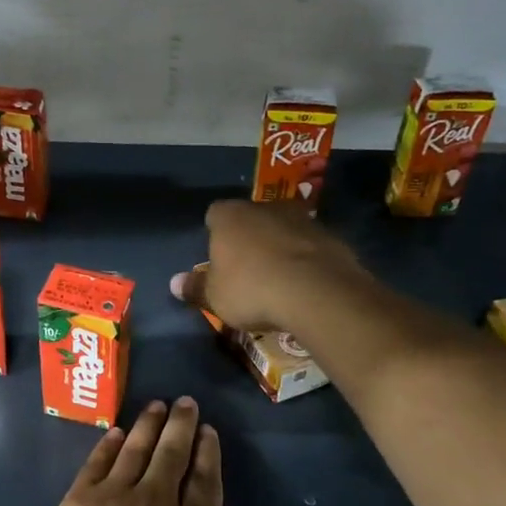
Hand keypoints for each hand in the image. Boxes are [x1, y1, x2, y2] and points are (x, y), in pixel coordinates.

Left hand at [29, 398, 264, 505]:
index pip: (205, 479)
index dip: (208, 452)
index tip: (208, 431)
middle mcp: (157, 501)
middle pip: (172, 453)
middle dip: (181, 424)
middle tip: (185, 402)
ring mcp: (115, 496)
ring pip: (136, 448)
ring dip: (148, 424)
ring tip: (157, 405)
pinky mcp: (80, 499)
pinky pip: (99, 461)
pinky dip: (110, 443)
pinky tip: (116, 432)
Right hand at [170, 198, 366, 334]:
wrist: (317, 293)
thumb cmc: (252, 289)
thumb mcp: (215, 297)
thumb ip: (195, 288)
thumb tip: (174, 283)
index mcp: (230, 216)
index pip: (214, 214)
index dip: (214, 233)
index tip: (217, 256)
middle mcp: (264, 208)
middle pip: (251, 218)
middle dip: (248, 238)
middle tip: (246, 269)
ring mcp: (302, 219)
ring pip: (283, 229)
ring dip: (279, 247)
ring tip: (277, 278)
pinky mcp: (331, 236)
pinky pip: (310, 246)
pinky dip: (305, 259)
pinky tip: (304, 284)